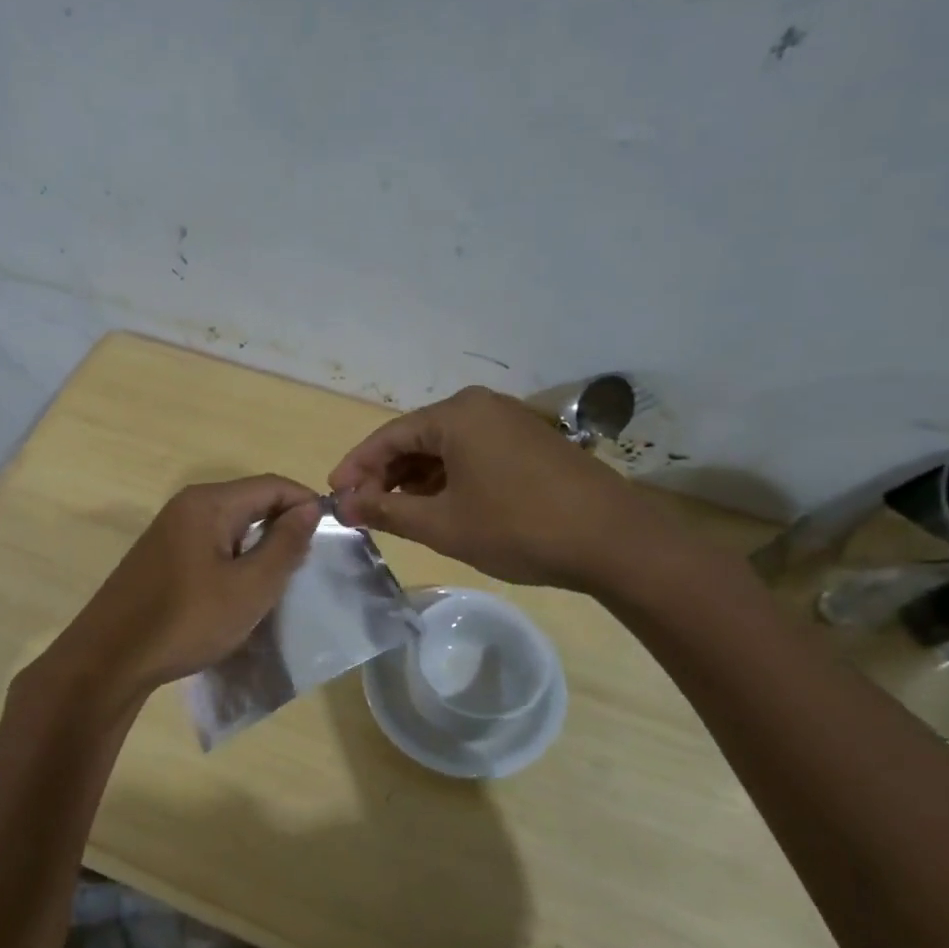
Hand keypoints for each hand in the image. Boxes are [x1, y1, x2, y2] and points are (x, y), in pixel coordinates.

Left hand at [39, 475, 322, 705]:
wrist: (110, 659)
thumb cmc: (187, 620)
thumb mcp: (250, 587)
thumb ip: (285, 544)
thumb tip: (309, 508)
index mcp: (209, 503)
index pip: (272, 485)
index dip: (306, 504)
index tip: (331, 537)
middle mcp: (187, 506)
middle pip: (250, 501)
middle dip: (284, 526)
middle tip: (306, 565)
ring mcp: (169, 530)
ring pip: (231, 525)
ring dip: (259, 546)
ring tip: (278, 582)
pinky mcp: (160, 555)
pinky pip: (210, 544)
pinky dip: (234, 559)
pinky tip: (239, 591)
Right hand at [329, 386, 671, 590]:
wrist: (613, 540)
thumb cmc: (518, 527)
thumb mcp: (443, 524)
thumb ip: (386, 511)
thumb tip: (345, 505)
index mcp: (456, 415)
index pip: (388, 436)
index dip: (356, 466)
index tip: (334, 494)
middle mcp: (481, 407)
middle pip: (417, 438)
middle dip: (385, 474)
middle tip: (362, 508)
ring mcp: (511, 422)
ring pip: (446, 448)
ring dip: (416, 479)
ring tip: (395, 512)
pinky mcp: (531, 443)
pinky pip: (473, 453)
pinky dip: (448, 478)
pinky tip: (439, 506)